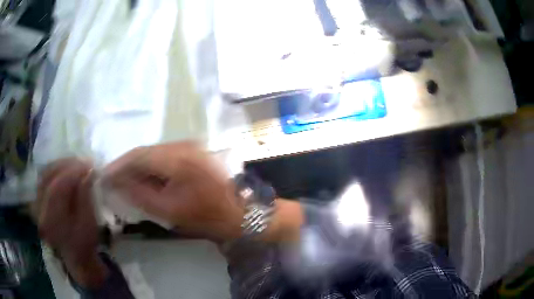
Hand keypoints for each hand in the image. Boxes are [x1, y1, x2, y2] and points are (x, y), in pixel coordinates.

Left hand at [35, 159, 106, 287]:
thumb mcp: (88, 224)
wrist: (74, 254)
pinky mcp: (37, 198)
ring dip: (61, 165)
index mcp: (51, 222)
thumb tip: (88, 172)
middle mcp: (38, 210)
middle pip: (48, 176)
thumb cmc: (84, 243)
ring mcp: (35, 203)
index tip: (89, 166)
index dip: (72, 173)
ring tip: (76, 164)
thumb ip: (85, 198)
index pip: (57, 188)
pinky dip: (55, 169)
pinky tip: (66, 169)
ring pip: (45, 173)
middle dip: (67, 166)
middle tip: (84, 163)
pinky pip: (44, 176)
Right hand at [104, 142, 243, 242]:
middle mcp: (183, 144)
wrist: (244, 211)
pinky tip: (145, 179)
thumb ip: (141, 195)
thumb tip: (118, 184)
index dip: (118, 166)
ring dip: (139, 167)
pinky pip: (165, 157)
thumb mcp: (170, 211)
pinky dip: (152, 168)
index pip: (138, 156)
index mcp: (176, 158)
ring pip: (154, 154)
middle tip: (112, 180)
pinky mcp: (195, 152)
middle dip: (127, 166)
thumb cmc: (208, 216)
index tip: (104, 176)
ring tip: (125, 181)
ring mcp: (191, 146)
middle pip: (145, 152)